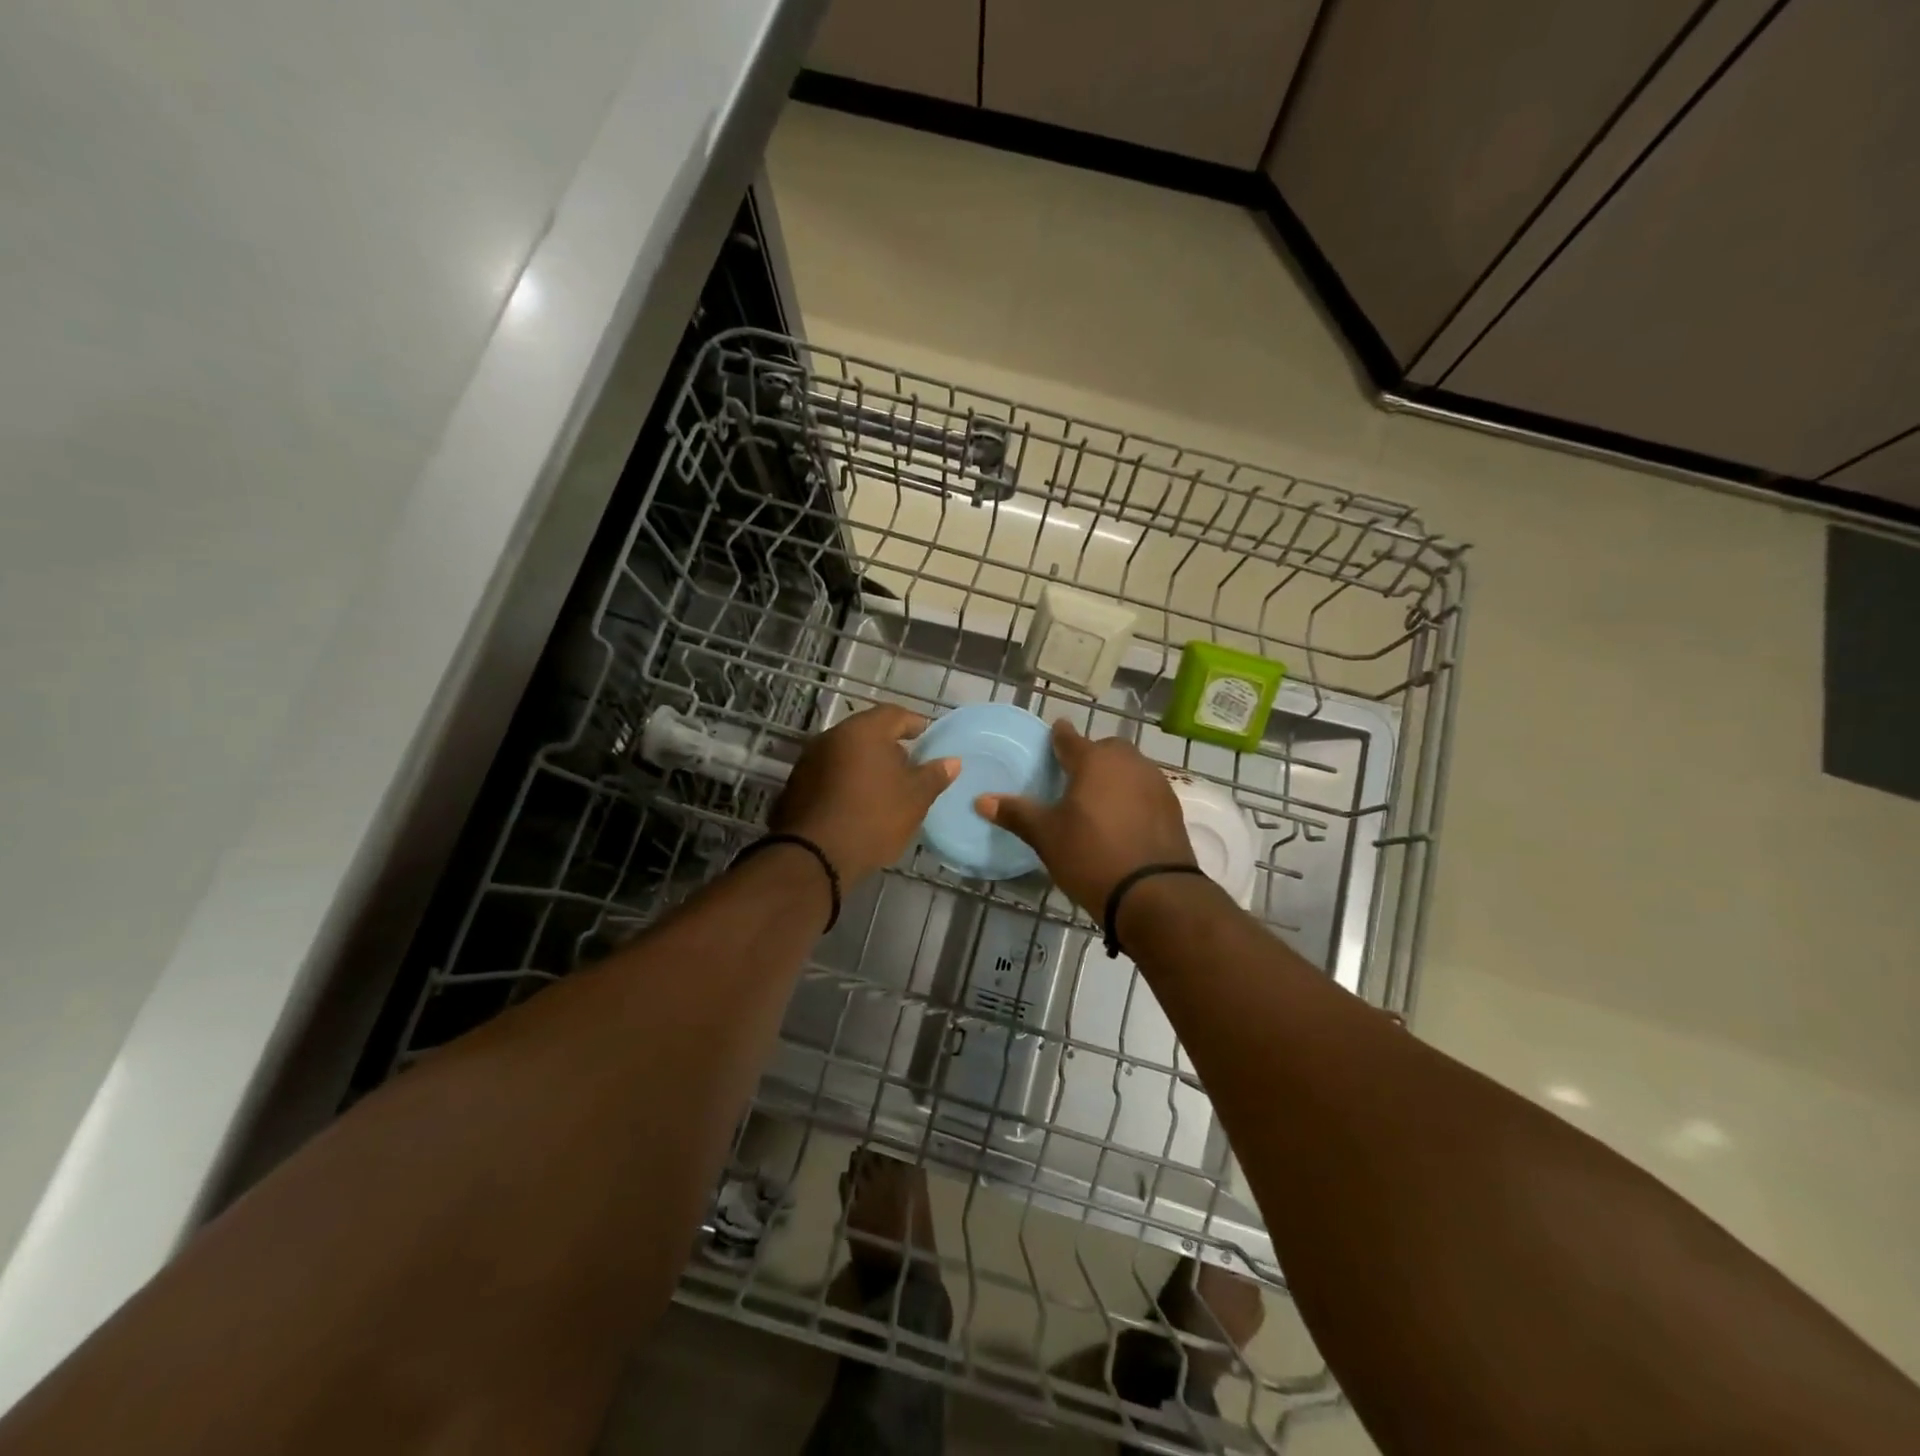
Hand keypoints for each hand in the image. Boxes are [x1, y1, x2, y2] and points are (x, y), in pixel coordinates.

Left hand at [771, 704, 958, 883]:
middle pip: (867, 732)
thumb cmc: (873, 818)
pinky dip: (846, 782)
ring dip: (866, 765)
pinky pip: (829, 774)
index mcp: (863, 731)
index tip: (927, 737)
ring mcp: (809, 761)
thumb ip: (934, 776)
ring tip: (885, 788)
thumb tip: (952, 761)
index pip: (894, 714)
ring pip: (846, 754)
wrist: (814, 856)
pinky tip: (858, 803)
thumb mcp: (915, 799)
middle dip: (889, 747)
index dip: (914, 724)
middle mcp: (832, 737)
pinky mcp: (796, 786)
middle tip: (909, 766)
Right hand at [975, 720, 1194, 913]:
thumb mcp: (1047, 836)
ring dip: (1114, 776)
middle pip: (1106, 749)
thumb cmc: (1091, 855)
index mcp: (1095, 760)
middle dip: (1090, 756)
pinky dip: (1132, 797)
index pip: (1070, 738)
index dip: (1058, 736)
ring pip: (1129, 768)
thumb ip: (1016, 813)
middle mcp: (1129, 762)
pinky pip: (1145, 790)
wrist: (1154, 894)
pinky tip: (1122, 820)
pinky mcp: (1172, 807)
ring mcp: (1155, 783)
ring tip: (1097, 800)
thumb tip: (981, 800)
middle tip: (1073, 776)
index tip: (1053, 735)